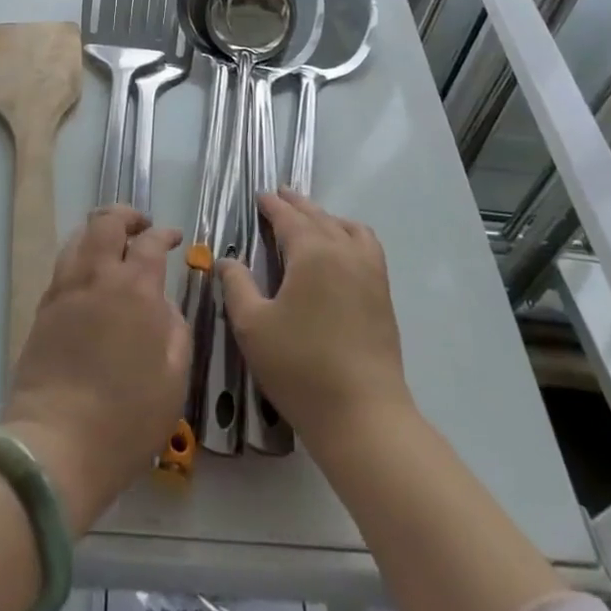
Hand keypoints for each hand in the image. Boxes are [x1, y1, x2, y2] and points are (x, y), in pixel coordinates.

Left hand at [1, 206, 189, 533]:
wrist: (55, 446)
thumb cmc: (125, 419)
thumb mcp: (174, 380)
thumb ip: (176, 331)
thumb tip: (165, 306)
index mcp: (136, 289)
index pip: (151, 242)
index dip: (165, 234)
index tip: (174, 238)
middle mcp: (97, 277)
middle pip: (107, 222)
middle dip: (127, 215)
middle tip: (141, 228)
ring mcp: (65, 290)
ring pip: (79, 236)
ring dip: (99, 232)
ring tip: (113, 247)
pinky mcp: (43, 309)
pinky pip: (63, 265)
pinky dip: (80, 257)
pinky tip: (90, 279)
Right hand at [218, 190, 411, 450]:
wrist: (363, 415)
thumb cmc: (300, 367)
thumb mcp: (252, 327)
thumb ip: (237, 286)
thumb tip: (228, 261)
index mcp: (312, 252)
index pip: (289, 218)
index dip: (272, 205)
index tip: (260, 196)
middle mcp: (344, 251)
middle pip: (318, 217)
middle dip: (297, 205)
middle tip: (280, 196)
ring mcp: (369, 271)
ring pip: (346, 227)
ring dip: (325, 217)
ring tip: (310, 220)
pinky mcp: (382, 294)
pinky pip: (367, 246)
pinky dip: (350, 234)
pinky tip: (342, 250)